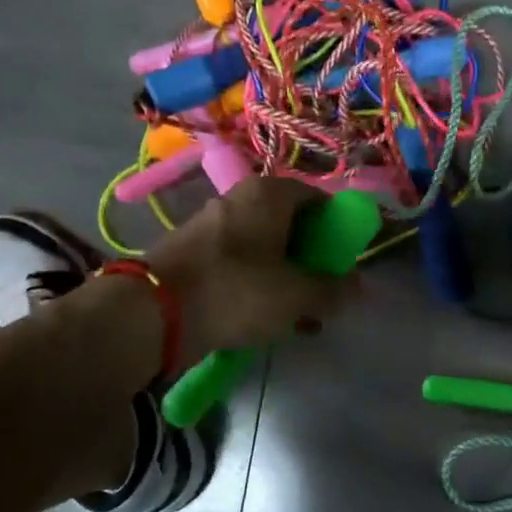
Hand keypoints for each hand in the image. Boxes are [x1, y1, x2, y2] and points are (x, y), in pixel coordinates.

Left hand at [144, 178, 355, 363]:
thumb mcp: (297, 295)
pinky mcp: (192, 252)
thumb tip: (359, 286)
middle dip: (310, 258)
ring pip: (264, 246)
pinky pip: (237, 263)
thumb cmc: (236, 290)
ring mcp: (212, 223)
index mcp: (270, 193)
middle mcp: (240, 198)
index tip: (343, 262)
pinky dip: (254, 284)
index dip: (337, 230)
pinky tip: (260, 318)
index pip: (318, 199)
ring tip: (295, 315)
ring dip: (284, 276)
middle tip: (321, 291)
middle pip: (290, 223)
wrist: (152, 314)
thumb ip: (333, 289)